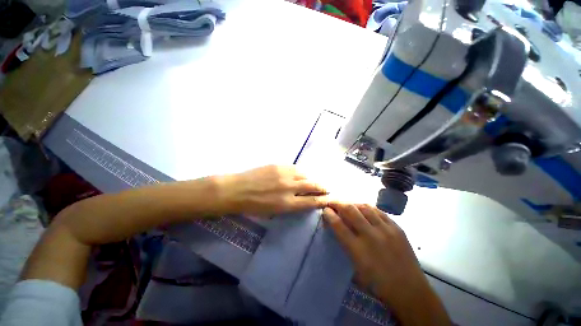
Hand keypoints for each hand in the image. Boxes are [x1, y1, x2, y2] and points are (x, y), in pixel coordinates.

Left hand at [214, 165, 328, 216]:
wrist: (236, 190)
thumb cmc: (253, 206)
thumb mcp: (274, 212)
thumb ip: (291, 205)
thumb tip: (302, 199)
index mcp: (287, 203)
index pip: (311, 201)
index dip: (322, 200)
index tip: (329, 199)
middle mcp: (289, 187)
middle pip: (312, 185)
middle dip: (322, 188)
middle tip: (326, 189)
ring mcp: (284, 174)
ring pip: (305, 174)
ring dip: (312, 178)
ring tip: (314, 181)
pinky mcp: (278, 165)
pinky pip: (295, 168)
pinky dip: (301, 172)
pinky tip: (301, 174)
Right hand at [323, 203, 450, 325]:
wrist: (409, 290)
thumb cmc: (378, 284)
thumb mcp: (355, 269)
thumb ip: (345, 245)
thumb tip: (336, 227)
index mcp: (358, 250)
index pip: (338, 225)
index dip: (329, 214)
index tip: (325, 210)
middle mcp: (371, 236)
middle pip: (350, 210)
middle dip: (338, 203)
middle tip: (333, 202)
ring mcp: (386, 230)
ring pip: (364, 207)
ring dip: (352, 203)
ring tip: (347, 204)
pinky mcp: (397, 228)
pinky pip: (379, 211)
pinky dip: (367, 208)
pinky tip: (364, 209)